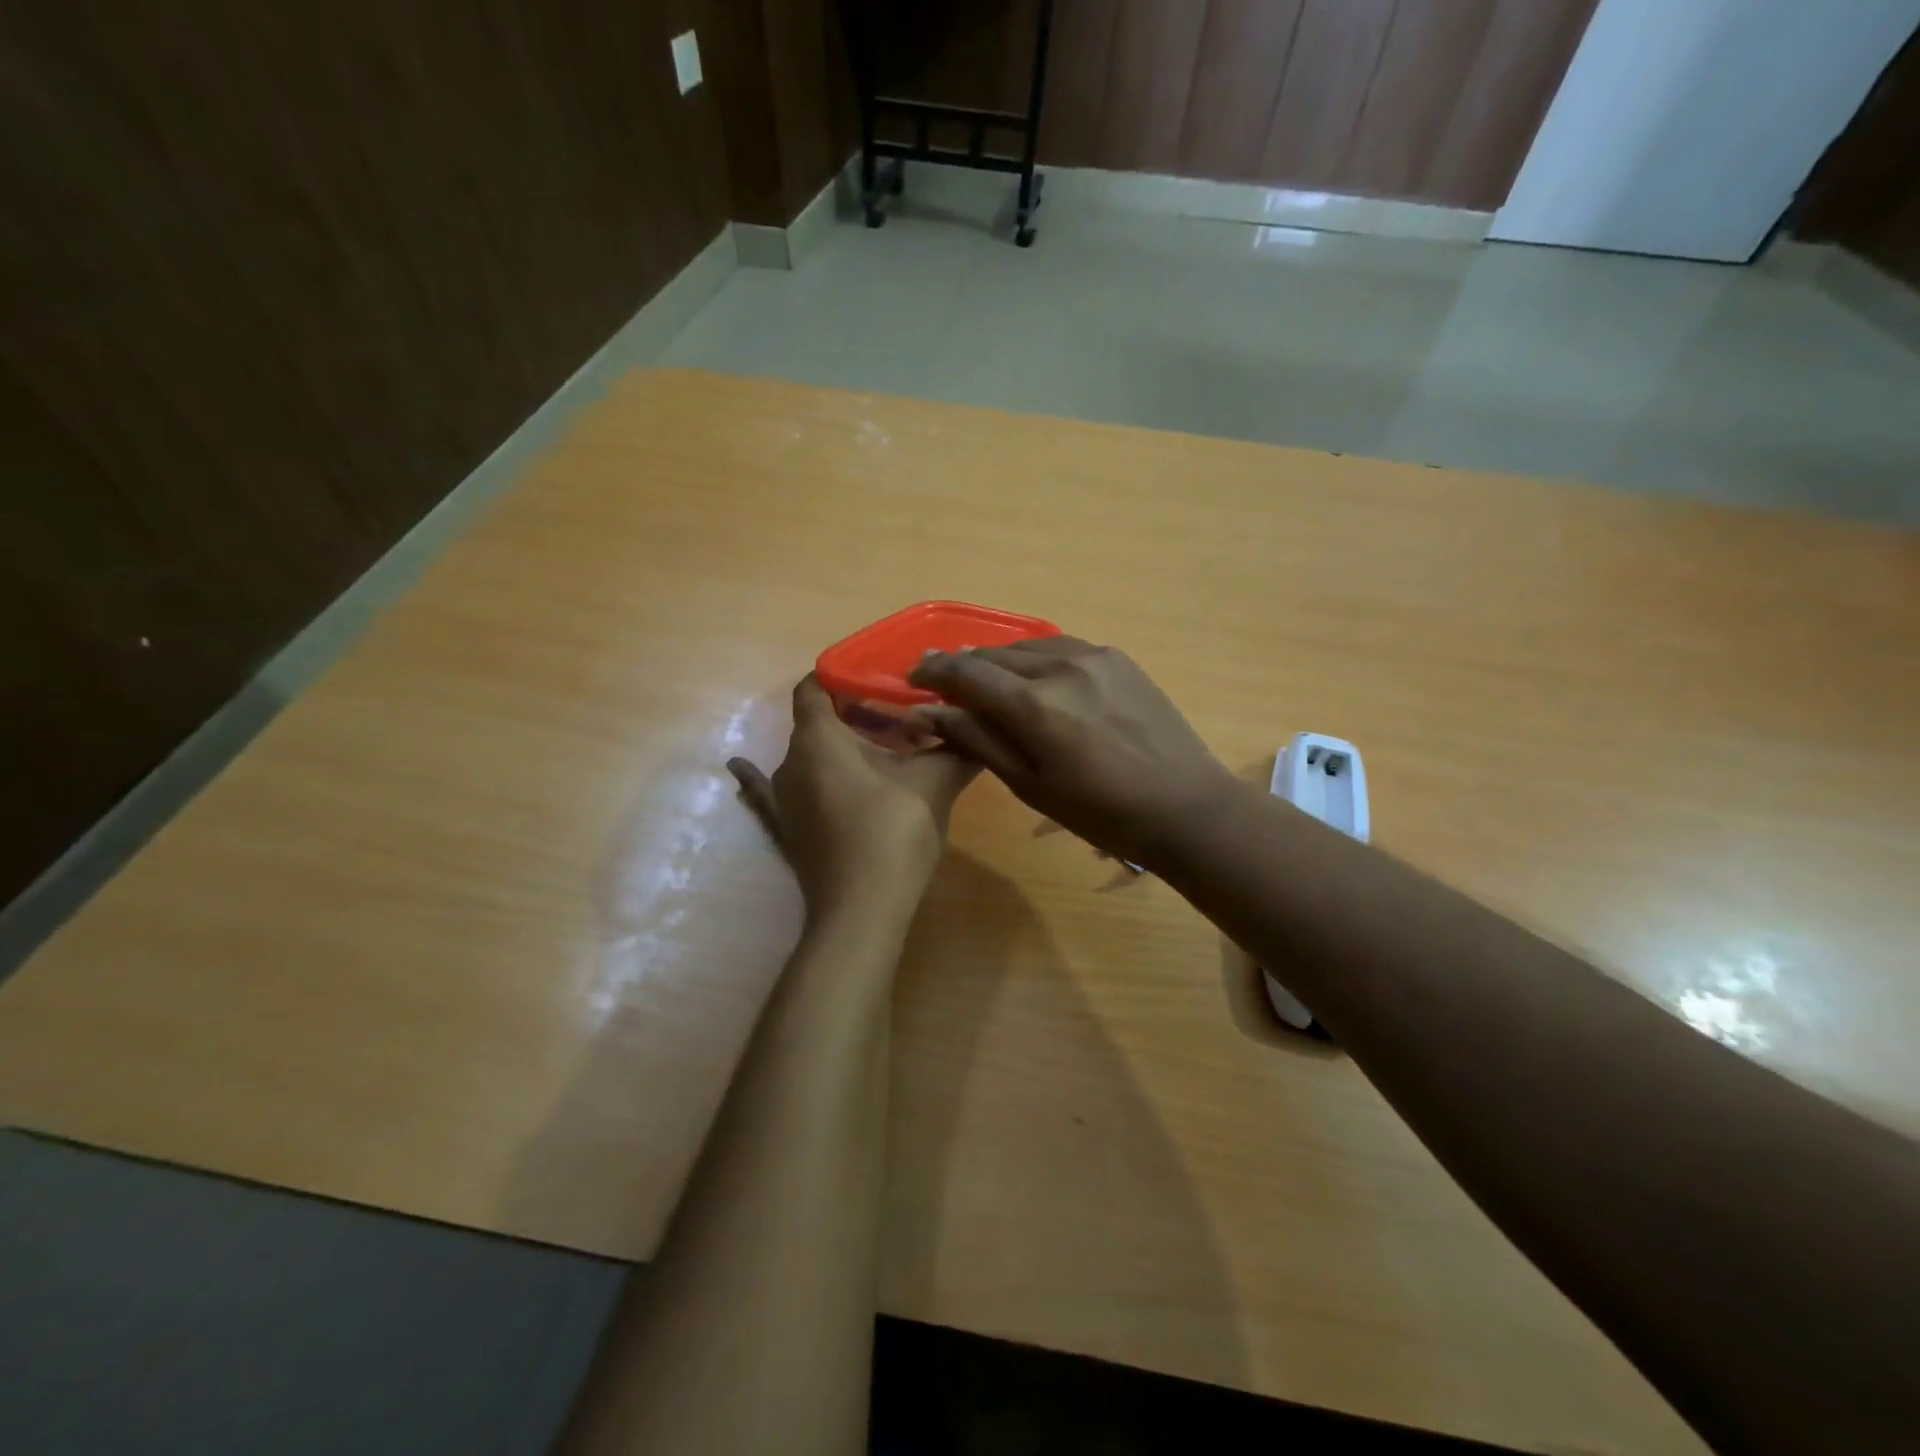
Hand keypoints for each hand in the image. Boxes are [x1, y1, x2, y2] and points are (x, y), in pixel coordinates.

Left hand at [729, 676, 977, 919]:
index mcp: (819, 738)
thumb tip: (983, 726)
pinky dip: (763, 777)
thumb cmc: (893, 832)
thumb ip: (957, 748)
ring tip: (878, 747)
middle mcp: (790, 761)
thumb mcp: (934, 784)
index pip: (816, 685)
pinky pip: (769, 793)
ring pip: (807, 756)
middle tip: (902, 714)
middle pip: (817, 721)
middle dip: (856, 713)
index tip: (879, 674)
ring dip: (837, 748)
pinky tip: (738, 767)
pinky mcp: (785, 831)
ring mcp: (783, 799)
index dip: (844, 673)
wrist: (863, 912)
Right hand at [907, 638, 1239, 868]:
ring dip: (1000, 661)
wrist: (1184, 805)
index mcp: (1035, 705)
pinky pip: (1062, 646)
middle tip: (945, 683)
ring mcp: (1094, 656)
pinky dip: (1037, 658)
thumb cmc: (1100, 811)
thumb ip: (977, 740)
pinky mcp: (1118, 657)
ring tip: (988, 680)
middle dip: (964, 667)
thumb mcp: (1029, 784)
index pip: (966, 672)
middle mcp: (1060, 666)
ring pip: (1028, 645)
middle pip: (994, 655)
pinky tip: (1036, 677)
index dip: (933, 671)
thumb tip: (928, 710)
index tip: (914, 677)